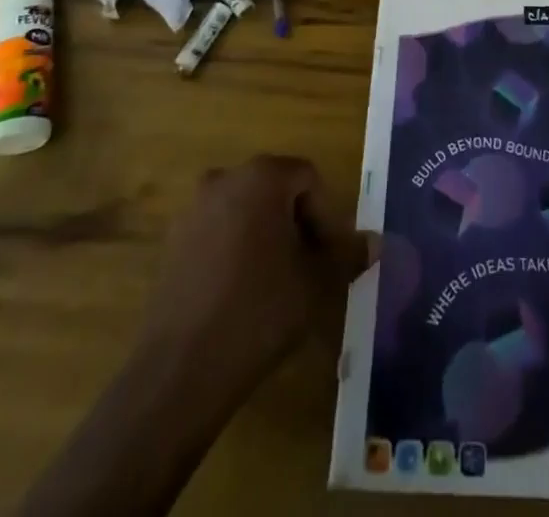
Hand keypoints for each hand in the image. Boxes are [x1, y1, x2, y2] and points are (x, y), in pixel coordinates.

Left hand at [134, 155, 375, 406]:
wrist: (180, 371)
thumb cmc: (259, 311)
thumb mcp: (316, 283)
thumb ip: (348, 255)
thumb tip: (376, 242)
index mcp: (261, 177)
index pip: (308, 178)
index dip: (326, 215)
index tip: (328, 257)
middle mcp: (224, 180)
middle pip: (275, 191)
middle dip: (296, 224)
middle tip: (308, 268)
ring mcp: (192, 211)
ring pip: (245, 212)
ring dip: (265, 237)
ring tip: (277, 284)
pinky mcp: (171, 244)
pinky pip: (217, 234)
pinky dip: (235, 252)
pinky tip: (241, 296)